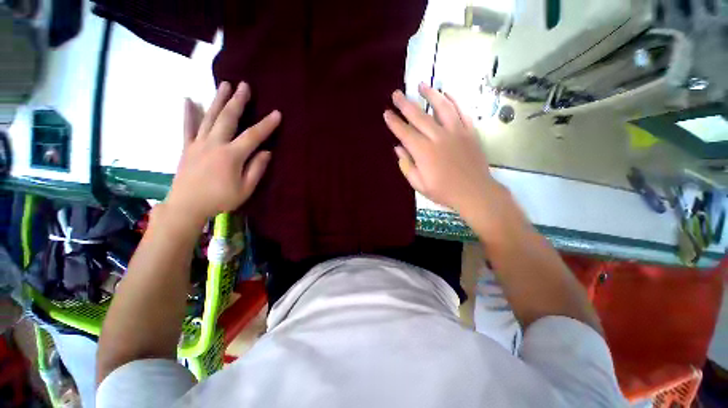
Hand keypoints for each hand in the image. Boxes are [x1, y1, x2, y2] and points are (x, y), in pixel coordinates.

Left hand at [165, 82, 280, 227]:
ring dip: (218, 99)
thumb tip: (266, 152)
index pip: (253, 136)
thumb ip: (257, 169)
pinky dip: (188, 112)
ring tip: (225, 84)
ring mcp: (198, 143)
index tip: (277, 113)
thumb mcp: (245, 189)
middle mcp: (214, 144)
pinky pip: (187, 126)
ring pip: (209, 117)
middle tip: (245, 85)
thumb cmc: (220, 199)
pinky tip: (188, 99)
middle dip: (238, 101)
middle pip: (228, 118)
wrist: (187, 206)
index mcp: (231, 156)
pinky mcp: (187, 147)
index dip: (266, 125)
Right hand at [384, 83, 499, 219]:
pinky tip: (447, 93)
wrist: (475, 192)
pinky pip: (461, 112)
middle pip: (419, 116)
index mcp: (424, 152)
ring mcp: (456, 132)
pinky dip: (454, 100)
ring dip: (430, 94)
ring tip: (421, 85)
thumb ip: (407, 165)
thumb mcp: (419, 184)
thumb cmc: (444, 191)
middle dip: (405, 104)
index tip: (387, 113)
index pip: (405, 133)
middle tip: (396, 94)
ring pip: (442, 107)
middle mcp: (438, 137)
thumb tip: (398, 148)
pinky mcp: (469, 132)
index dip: (394, 122)